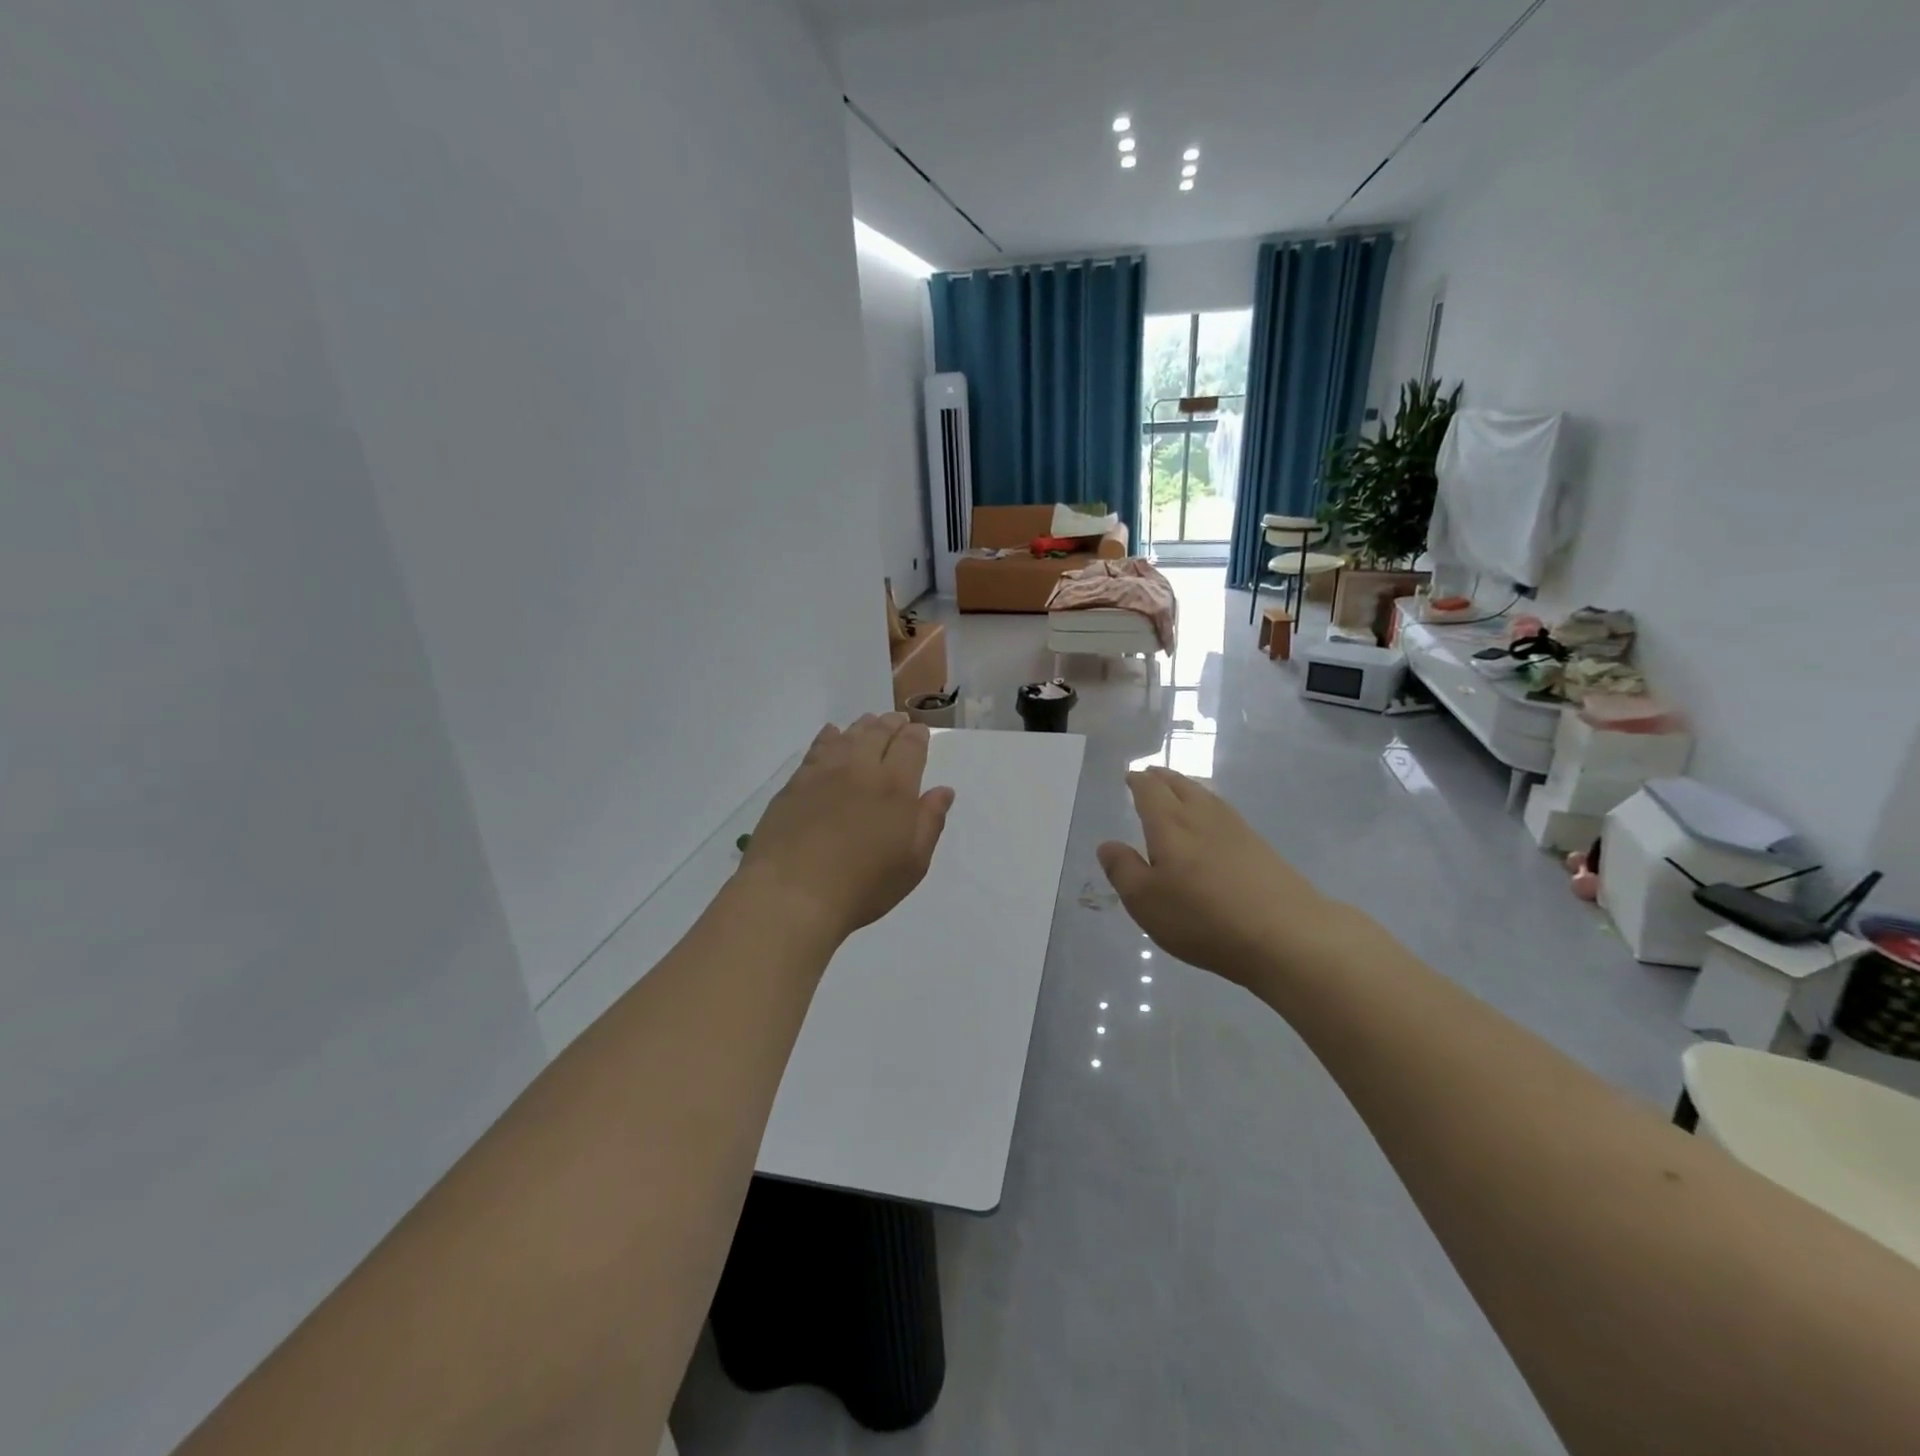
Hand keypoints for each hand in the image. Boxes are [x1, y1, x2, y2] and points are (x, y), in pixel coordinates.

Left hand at [740, 713, 954, 943]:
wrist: (793, 893)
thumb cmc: (862, 886)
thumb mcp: (912, 864)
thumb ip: (929, 822)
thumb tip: (943, 791)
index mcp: (895, 787)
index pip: (910, 748)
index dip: (917, 736)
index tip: (919, 731)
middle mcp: (861, 770)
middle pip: (879, 734)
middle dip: (892, 724)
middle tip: (898, 720)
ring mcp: (825, 773)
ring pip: (848, 737)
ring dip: (863, 726)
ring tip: (870, 721)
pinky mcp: (796, 784)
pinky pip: (817, 748)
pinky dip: (828, 736)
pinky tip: (831, 733)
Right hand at [1097, 767, 1358, 987]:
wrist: (1285, 934)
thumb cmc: (1203, 918)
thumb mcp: (1146, 901)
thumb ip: (1123, 870)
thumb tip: (1107, 844)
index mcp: (1170, 825)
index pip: (1150, 791)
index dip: (1138, 782)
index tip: (1130, 776)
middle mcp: (1202, 817)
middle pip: (1180, 786)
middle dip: (1162, 778)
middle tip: (1150, 774)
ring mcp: (1236, 830)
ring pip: (1206, 796)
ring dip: (1187, 788)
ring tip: (1178, 789)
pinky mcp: (1260, 847)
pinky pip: (1225, 813)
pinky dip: (1210, 806)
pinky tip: (1213, 820)